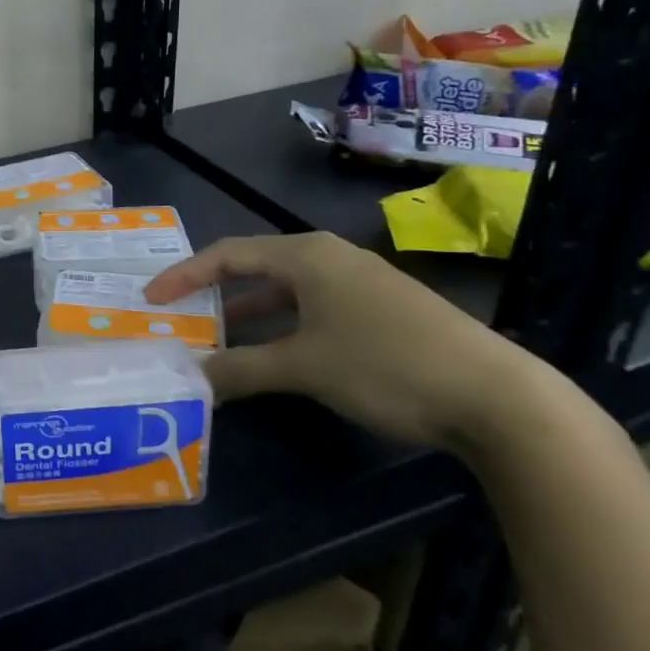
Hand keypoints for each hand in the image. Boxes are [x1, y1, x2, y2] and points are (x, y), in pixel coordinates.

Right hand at [144, 232, 572, 453]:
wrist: (498, 397)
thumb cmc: (386, 365)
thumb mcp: (303, 367)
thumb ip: (241, 369)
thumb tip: (192, 376)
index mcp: (306, 255)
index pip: (227, 254)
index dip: (184, 275)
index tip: (151, 299)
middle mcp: (330, 257)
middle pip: (256, 266)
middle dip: (215, 291)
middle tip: (180, 315)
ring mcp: (361, 282)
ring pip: (287, 290)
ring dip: (249, 312)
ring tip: (218, 336)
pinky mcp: (383, 310)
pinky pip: (314, 307)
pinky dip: (283, 325)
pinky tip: (278, 353)